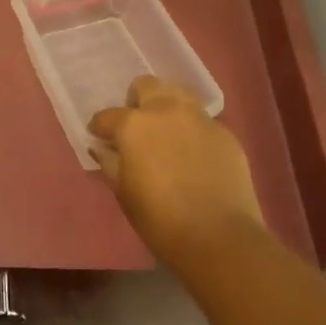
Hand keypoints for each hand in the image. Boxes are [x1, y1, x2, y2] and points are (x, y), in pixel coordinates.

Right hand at [90, 76, 262, 282]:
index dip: (100, 127)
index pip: (108, 116)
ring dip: (167, 105)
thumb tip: (103, 148)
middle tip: (137, 126)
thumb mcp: (124, 192)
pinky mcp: (225, 133)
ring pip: (179, 93)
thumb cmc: (160, 219)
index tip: (100, 138)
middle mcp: (166, 111)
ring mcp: (199, 119)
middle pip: (147, 86)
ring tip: (167, 131)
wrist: (220, 238)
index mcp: (134, 125)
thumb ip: (110, 163)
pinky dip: (192, 130)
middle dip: (137, 101)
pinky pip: (202, 121)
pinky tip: (194, 154)